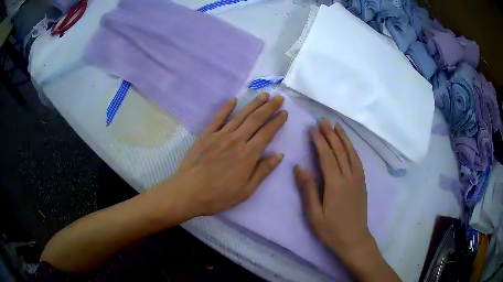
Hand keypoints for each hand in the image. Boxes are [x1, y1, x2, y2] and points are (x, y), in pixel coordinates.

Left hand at [175, 93, 287, 215]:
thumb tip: (279, 155)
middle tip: (279, 98)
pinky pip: (218, 118)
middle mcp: (236, 141)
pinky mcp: (206, 136)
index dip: (277, 122)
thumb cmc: (218, 196)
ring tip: (263, 95)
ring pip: (240, 116)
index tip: (284, 112)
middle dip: (269, 107)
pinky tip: (234, 100)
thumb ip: (262, 171)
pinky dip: (226, 108)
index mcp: (248, 155)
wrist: (188, 192)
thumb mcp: (246, 191)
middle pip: (255, 120)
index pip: (267, 133)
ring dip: (253, 104)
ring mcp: (219, 136)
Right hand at [294, 119, 371, 255]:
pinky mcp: (362, 182)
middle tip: (322, 121)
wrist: (354, 239)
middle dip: (330, 134)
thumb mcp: (314, 214)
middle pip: (339, 150)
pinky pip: (357, 160)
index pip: (326, 156)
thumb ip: (308, 189)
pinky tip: (348, 144)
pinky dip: (352, 148)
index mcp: (335, 184)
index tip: (312, 129)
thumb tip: (299, 168)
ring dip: (343, 138)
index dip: (319, 141)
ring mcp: (358, 178)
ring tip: (336, 126)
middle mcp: (349, 177)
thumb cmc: (331, 230)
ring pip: (350, 152)